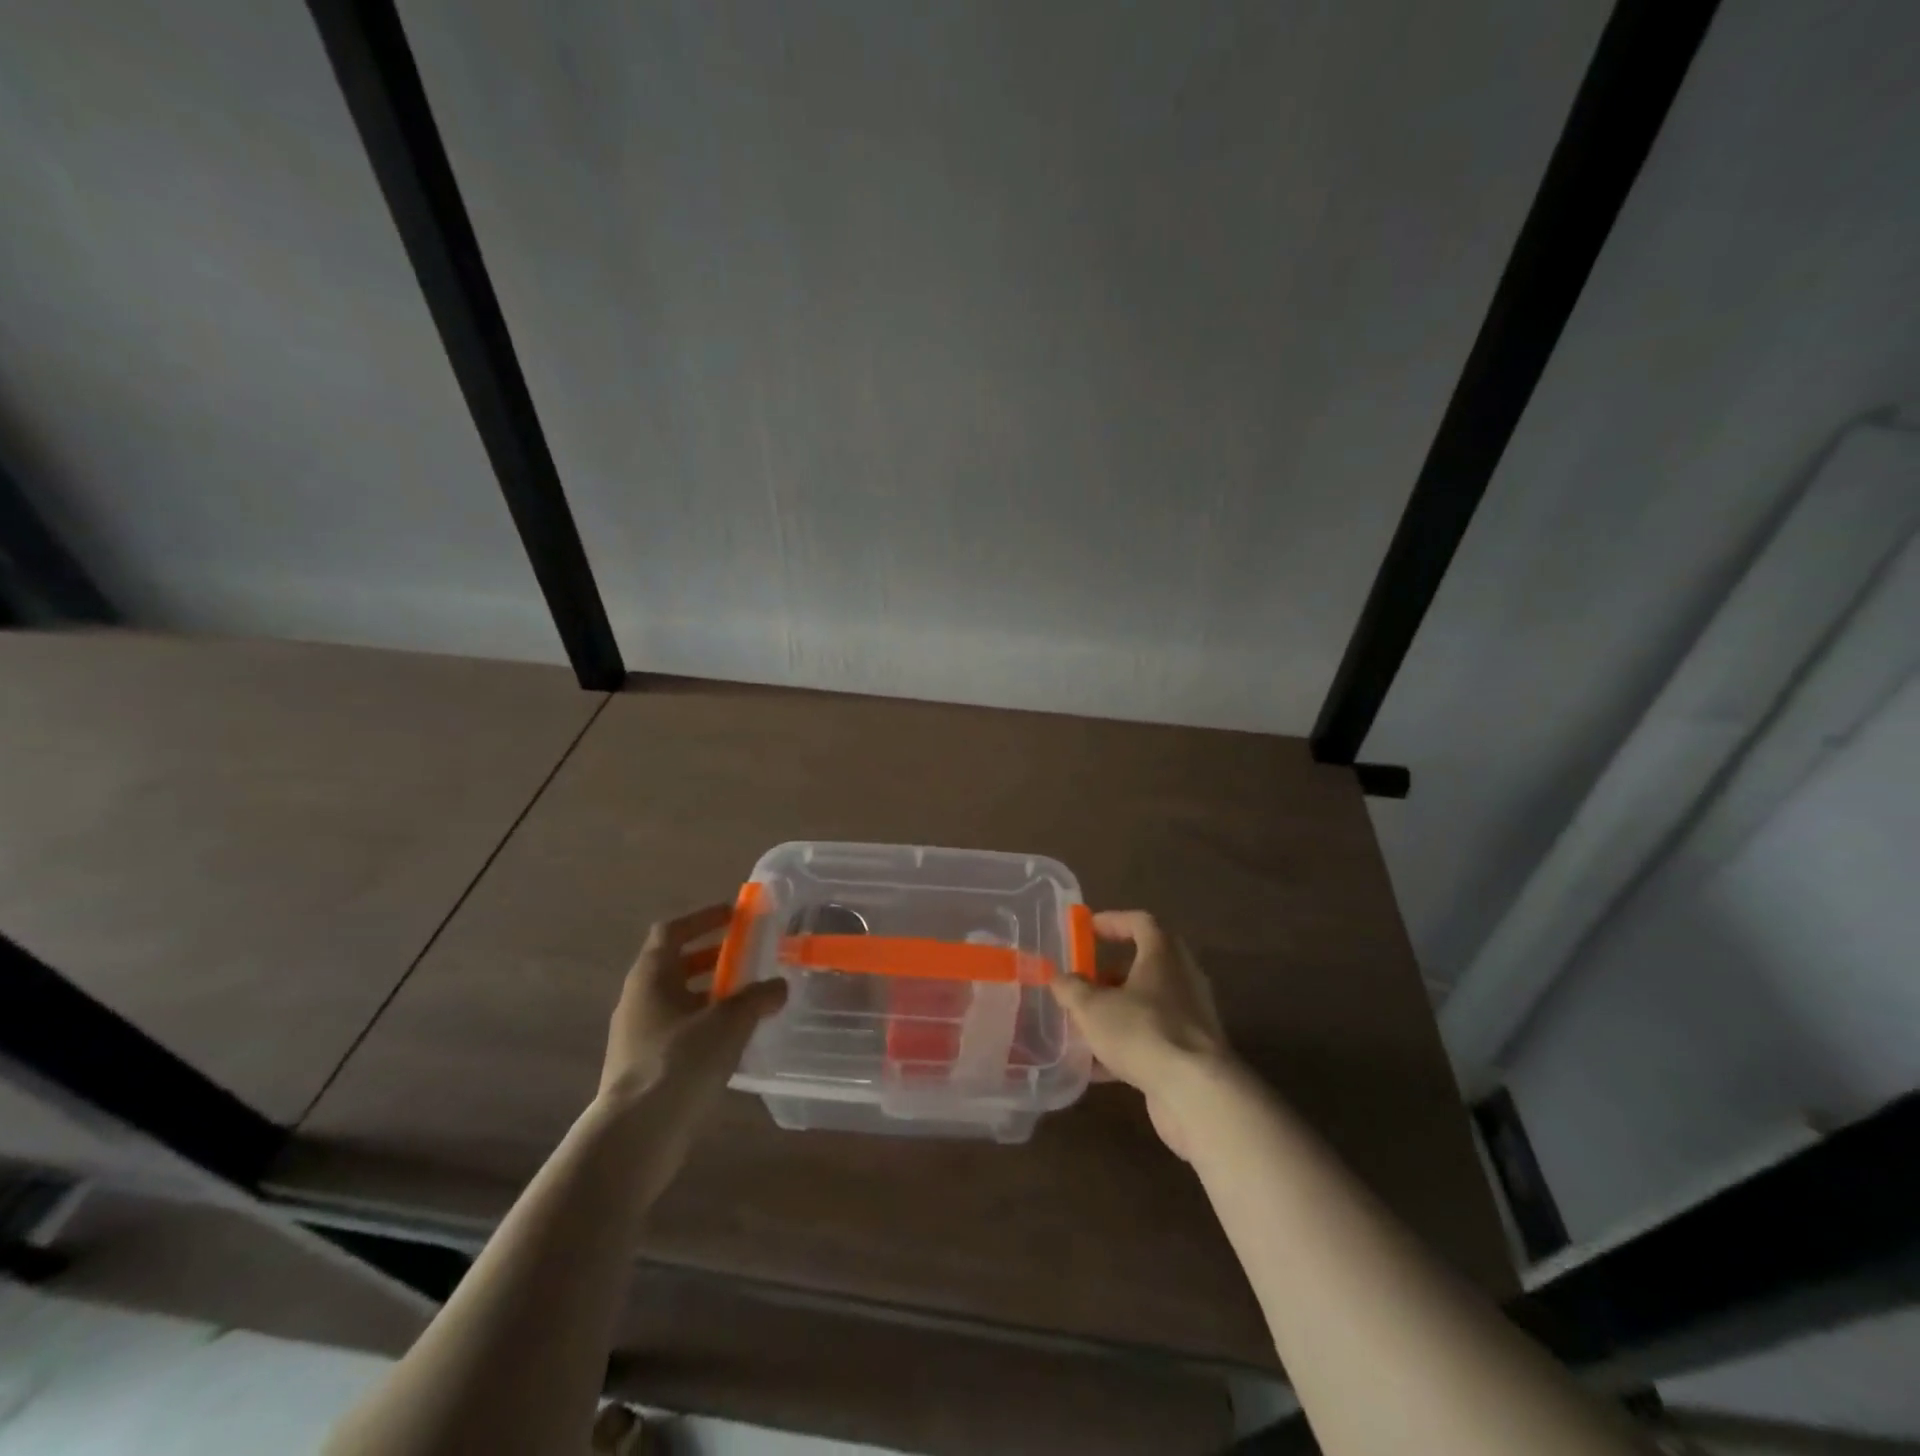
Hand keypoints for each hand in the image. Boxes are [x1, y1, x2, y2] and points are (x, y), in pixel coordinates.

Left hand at [598, 903, 786, 1114]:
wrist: (636, 1136)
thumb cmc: (680, 1062)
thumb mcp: (729, 1022)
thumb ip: (757, 997)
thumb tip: (779, 985)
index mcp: (651, 976)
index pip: (671, 931)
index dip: (702, 918)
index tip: (734, 915)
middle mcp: (639, 1000)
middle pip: (676, 965)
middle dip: (712, 956)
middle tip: (748, 956)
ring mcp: (638, 1036)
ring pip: (678, 1000)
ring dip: (711, 993)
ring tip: (749, 998)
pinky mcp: (645, 1067)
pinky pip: (679, 1031)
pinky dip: (706, 1025)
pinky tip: (734, 1040)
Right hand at [1050, 910, 1232, 1159]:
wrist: (1195, 1092)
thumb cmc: (1141, 1031)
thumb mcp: (1092, 1007)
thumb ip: (1071, 989)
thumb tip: (1060, 978)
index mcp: (1163, 955)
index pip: (1141, 922)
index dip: (1113, 921)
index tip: (1087, 929)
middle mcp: (1182, 979)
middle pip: (1146, 964)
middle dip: (1111, 973)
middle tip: (1085, 981)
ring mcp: (1191, 1017)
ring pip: (1148, 1004)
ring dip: (1117, 1011)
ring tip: (1084, 1025)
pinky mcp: (1191, 1053)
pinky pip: (1153, 1038)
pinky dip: (1127, 1045)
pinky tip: (1097, 1068)